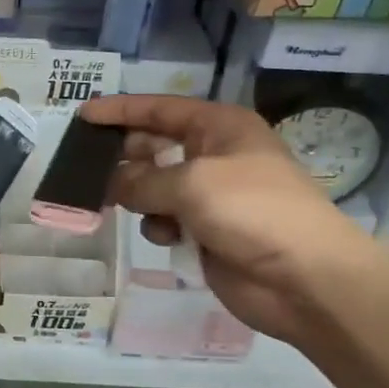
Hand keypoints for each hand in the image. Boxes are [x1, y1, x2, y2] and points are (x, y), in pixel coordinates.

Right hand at [81, 94, 382, 345]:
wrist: (305, 278)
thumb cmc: (253, 211)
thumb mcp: (191, 183)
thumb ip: (141, 179)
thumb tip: (111, 183)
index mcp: (220, 128)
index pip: (160, 109)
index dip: (120, 110)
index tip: (83, 116)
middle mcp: (215, 155)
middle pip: (155, 147)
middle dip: (124, 157)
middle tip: (87, 167)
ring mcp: (211, 196)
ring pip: (155, 187)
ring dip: (138, 196)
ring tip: (117, 205)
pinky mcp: (207, 231)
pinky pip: (166, 220)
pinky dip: (160, 226)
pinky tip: (168, 237)